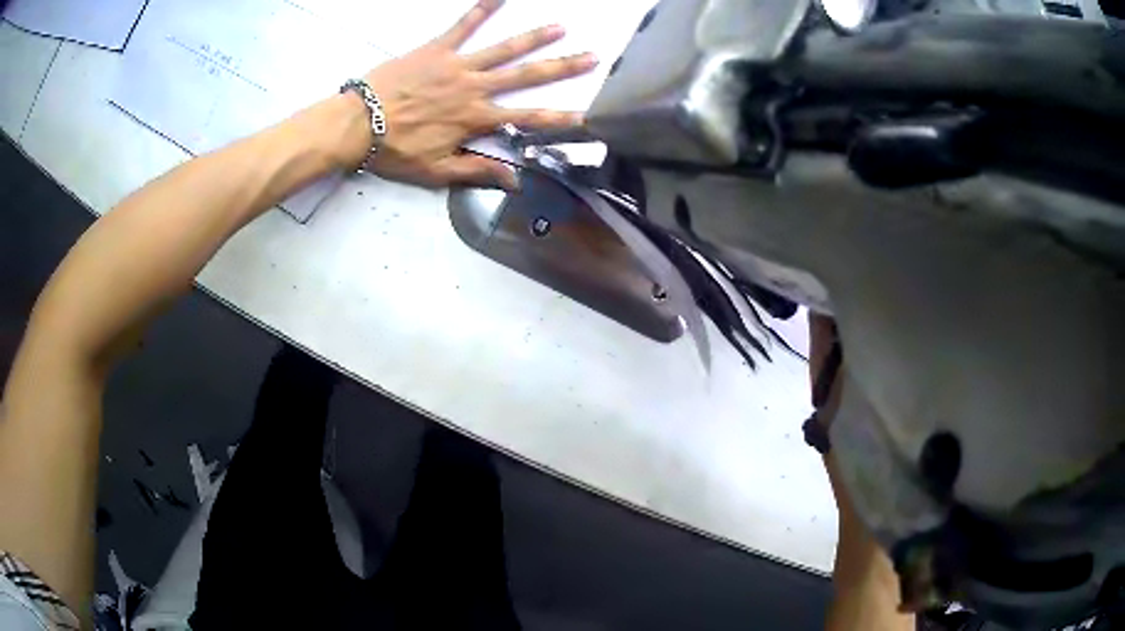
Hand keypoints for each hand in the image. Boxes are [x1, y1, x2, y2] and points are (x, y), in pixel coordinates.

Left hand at [357, 0, 596, 189]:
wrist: (357, 124)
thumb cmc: (395, 150)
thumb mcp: (436, 171)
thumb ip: (477, 171)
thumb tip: (516, 180)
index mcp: (475, 119)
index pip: (527, 120)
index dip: (559, 119)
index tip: (588, 115)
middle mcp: (474, 88)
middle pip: (526, 76)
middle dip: (561, 68)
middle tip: (592, 57)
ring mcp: (457, 64)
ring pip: (503, 49)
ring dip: (534, 38)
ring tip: (560, 27)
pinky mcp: (437, 49)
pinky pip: (463, 25)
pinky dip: (481, 9)